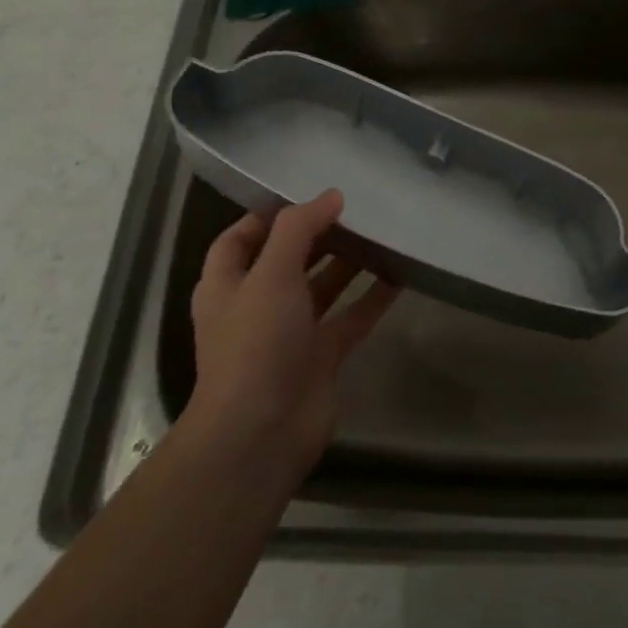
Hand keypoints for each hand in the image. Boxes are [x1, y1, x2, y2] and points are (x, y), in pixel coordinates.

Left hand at [185, 190, 400, 477]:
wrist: (260, 432)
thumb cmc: (255, 343)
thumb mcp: (271, 274)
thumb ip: (299, 229)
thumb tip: (331, 195)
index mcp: (228, 285)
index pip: (239, 239)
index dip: (267, 215)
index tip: (308, 195)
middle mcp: (257, 306)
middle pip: (287, 260)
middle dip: (317, 236)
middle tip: (356, 209)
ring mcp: (291, 333)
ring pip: (323, 288)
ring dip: (348, 263)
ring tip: (381, 233)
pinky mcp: (322, 356)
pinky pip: (351, 317)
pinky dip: (372, 297)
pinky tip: (400, 274)